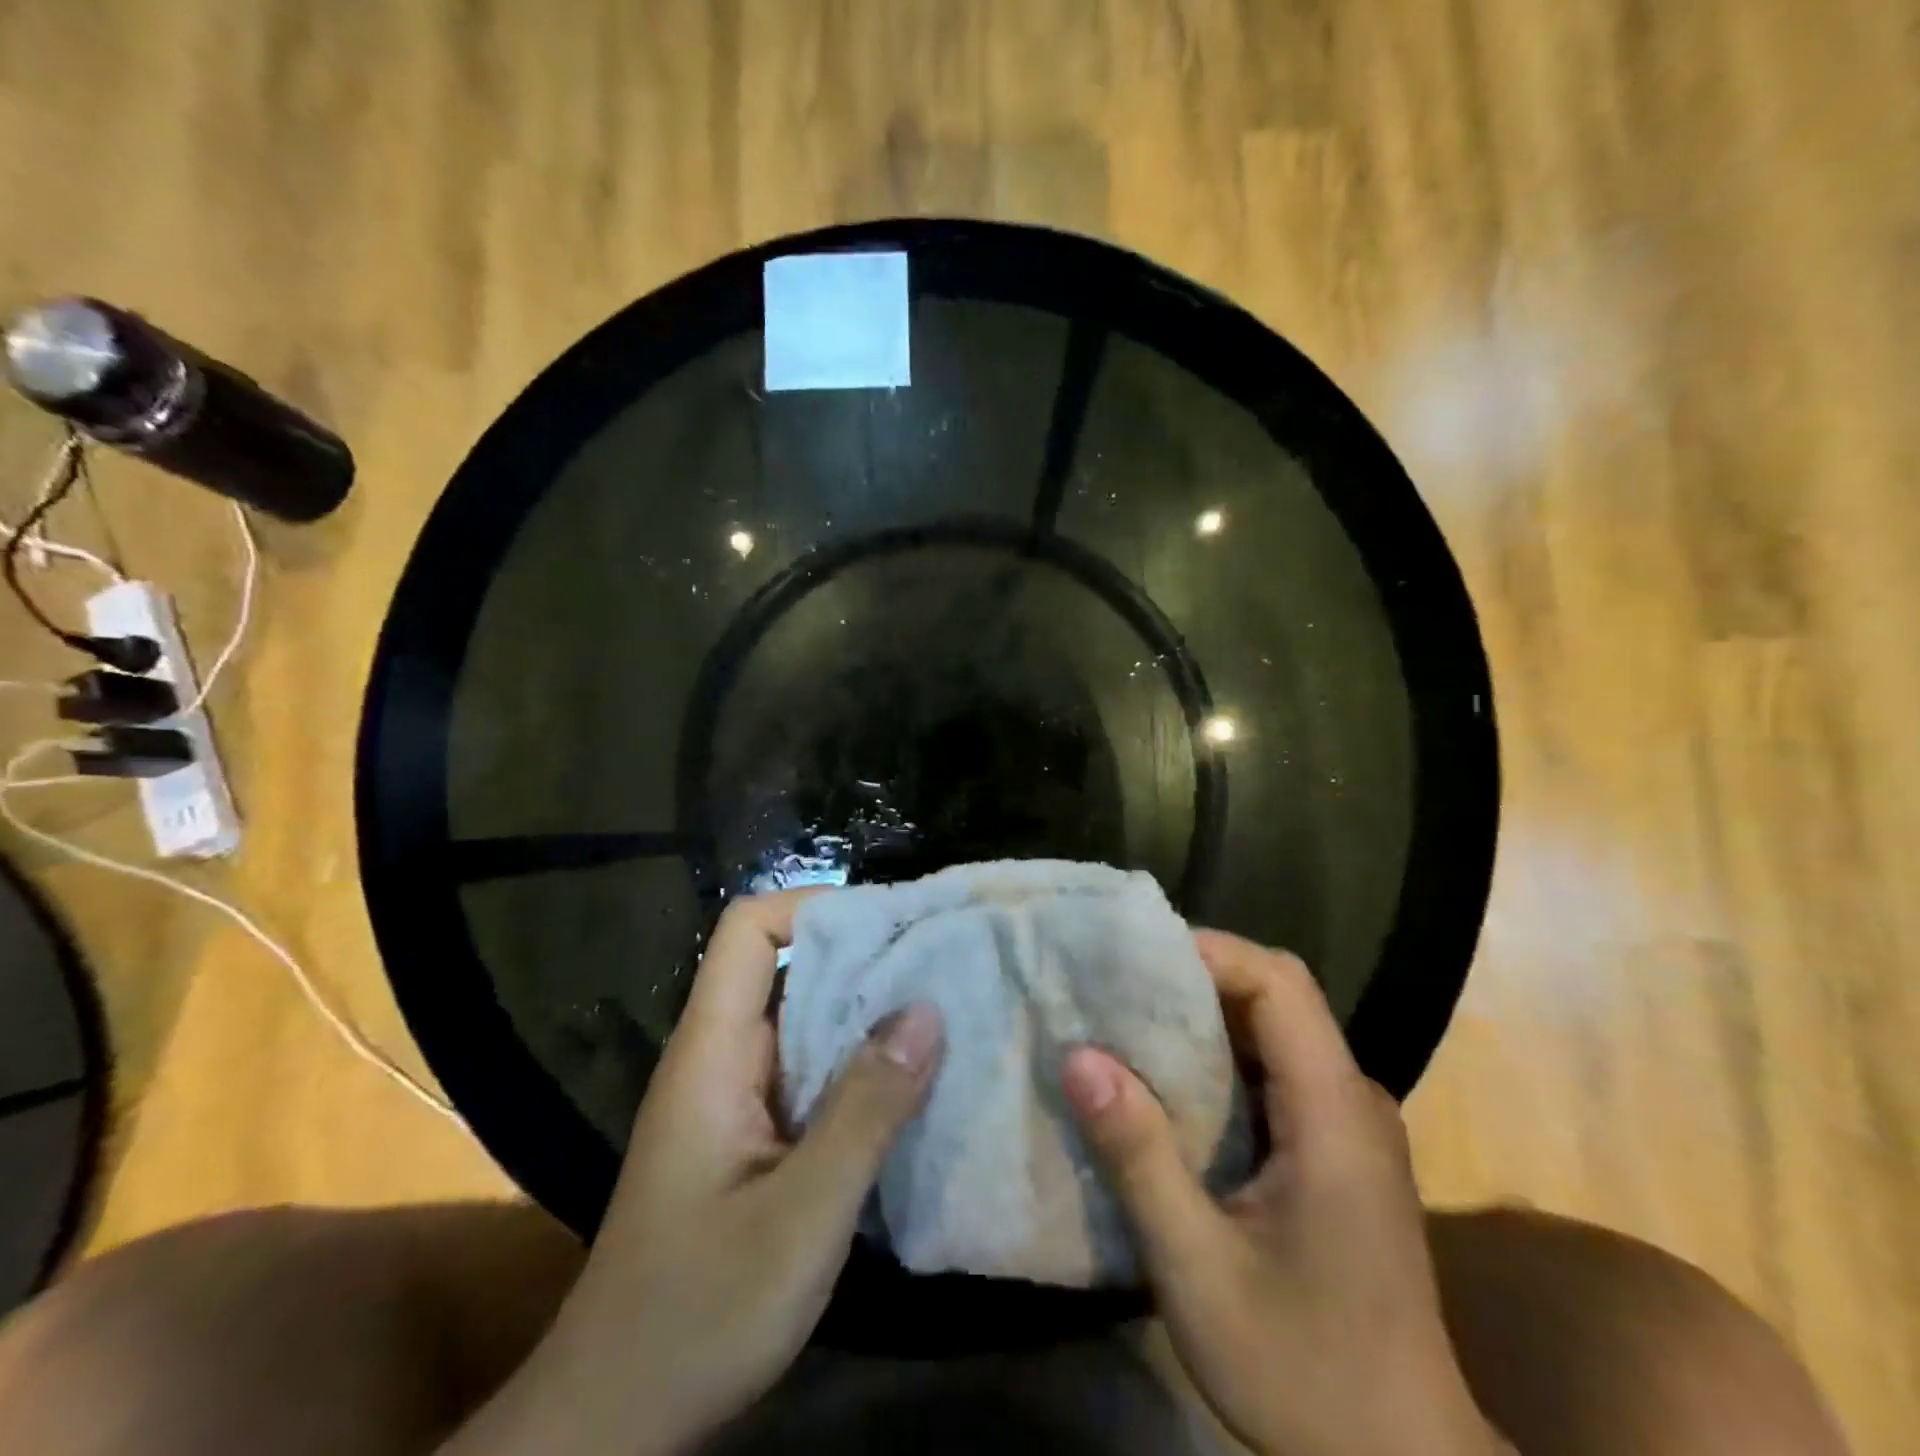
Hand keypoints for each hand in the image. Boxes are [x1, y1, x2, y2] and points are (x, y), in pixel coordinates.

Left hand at [449, 891, 943, 1455]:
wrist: (617, 1420)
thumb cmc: (698, 1314)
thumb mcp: (799, 1217)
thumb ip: (865, 1112)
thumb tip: (927, 1009)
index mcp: (713, 1050)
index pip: (749, 930)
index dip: (815, 908)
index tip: (890, 925)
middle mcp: (723, 1056)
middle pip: (788, 966)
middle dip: (864, 957)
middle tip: (943, 963)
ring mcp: (738, 1096)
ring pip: (807, 1020)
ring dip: (870, 1013)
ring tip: (947, 1011)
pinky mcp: (755, 1134)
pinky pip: (814, 1071)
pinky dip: (862, 1065)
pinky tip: (915, 1084)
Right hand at [1060, 930, 1507, 1455]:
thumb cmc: (1303, 1373)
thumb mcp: (1198, 1270)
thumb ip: (1139, 1157)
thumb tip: (1078, 1056)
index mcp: (1334, 1112)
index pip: (1281, 983)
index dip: (1210, 952)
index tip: (1135, 958)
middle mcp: (1352, 1100)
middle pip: (1277, 996)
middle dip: (1194, 978)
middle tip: (1114, 986)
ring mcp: (1350, 1126)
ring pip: (1274, 1031)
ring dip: (1202, 1017)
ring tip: (1126, 1022)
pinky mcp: (1336, 1151)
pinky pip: (1275, 1072)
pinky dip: (1218, 1058)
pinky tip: (1168, 1084)